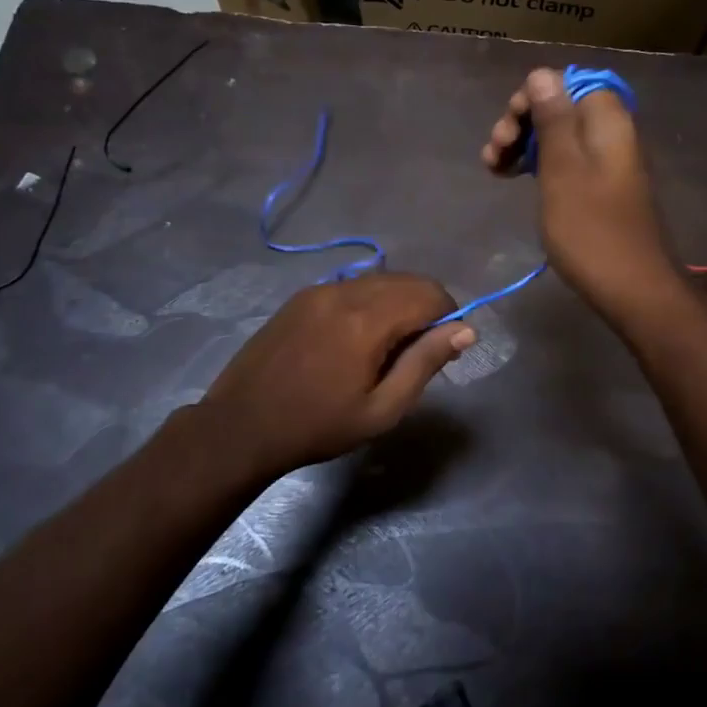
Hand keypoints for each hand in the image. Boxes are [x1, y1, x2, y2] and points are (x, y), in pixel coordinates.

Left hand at [199, 273, 473, 480]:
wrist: (241, 425)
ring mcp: (319, 289)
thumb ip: (425, 363)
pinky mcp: (301, 296)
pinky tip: (354, 339)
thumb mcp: (381, 409)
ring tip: (385, 348)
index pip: (430, 293)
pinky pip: (351, 286)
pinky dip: (369, 302)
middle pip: (406, 280)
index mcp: (368, 320)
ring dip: (397, 303)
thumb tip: (466, 330)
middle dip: (425, 307)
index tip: (441, 349)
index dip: (448, 316)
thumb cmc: (317, 426)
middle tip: (415, 352)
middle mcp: (345, 291)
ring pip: (379, 280)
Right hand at [481, 68, 676, 315]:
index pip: (565, 82)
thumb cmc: (591, 229)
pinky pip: (566, 161)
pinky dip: (538, 166)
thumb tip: (542, 73)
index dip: (531, 97)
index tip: (508, 129)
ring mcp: (607, 162)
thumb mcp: (562, 170)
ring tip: (493, 169)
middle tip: (495, 153)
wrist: (631, 288)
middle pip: (559, 108)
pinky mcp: (600, 187)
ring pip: (558, 136)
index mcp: (607, 120)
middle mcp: (611, 133)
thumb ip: (552, 119)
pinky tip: (513, 179)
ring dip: (523, 146)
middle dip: (521, 124)